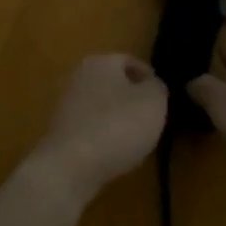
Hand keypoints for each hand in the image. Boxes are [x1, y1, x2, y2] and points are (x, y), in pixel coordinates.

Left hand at [31, 54, 167, 197]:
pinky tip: (115, 152)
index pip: (129, 61)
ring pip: (101, 106)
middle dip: (133, 99)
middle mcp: (78, 77)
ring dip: (118, 119)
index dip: (149, 77)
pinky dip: (104, 136)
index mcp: (100, 62)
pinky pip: (91, 127)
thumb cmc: (118, 125)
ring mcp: (66, 105)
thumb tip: (150, 84)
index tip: (163, 98)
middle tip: (153, 118)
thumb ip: (157, 87)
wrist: (71, 165)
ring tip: (137, 139)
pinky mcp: (61, 131)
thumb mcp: (153, 101)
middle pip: (113, 83)